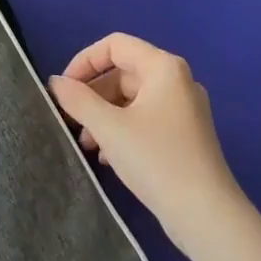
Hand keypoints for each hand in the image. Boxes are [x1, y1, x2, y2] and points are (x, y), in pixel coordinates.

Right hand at [48, 34, 243, 255]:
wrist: (205, 215)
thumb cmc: (155, 159)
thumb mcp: (108, 127)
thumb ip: (77, 99)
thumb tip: (56, 81)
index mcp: (163, 68)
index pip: (114, 45)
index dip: (84, 61)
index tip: (64, 89)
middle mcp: (177, 81)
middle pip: (122, 73)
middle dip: (92, 95)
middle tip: (70, 121)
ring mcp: (184, 109)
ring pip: (131, 99)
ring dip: (103, 116)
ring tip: (86, 144)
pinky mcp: (185, 136)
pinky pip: (144, 119)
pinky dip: (122, 130)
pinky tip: (107, 157)